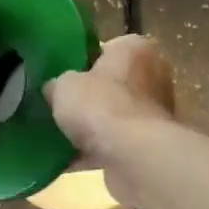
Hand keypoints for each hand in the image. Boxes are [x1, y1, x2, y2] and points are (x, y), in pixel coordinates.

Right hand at [43, 34, 176, 208]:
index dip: (80, 64)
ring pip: (114, 116)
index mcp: (134, 48)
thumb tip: (54, 89)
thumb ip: (57, 83)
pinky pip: (115, 143)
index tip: (61, 80)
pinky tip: (68, 160)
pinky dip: (95, 151)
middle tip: (59, 108)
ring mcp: (154, 112)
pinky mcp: (149, 143)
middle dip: (88, 98)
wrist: (131, 155)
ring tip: (60, 136)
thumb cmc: (100, 106)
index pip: (105, 50)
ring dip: (92, 127)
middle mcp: (153, 75)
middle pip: (111, 84)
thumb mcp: (63, 85)